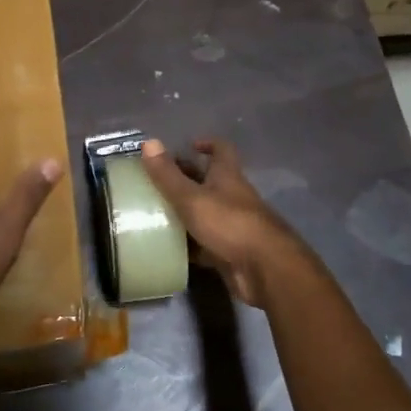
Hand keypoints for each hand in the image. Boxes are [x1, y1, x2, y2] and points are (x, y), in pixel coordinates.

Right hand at [138, 138, 306, 306]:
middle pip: (209, 181)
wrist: (263, 268)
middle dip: (186, 178)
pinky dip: (189, 243)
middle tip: (158, 181)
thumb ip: (168, 175)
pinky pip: (205, 242)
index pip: (222, 150)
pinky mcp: (229, 251)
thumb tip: (148, 142)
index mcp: (227, 176)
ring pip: (206, 212)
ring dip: (185, 212)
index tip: (188, 146)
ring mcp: (232, 225)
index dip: (207, 144)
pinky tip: (168, 246)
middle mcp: (232, 196)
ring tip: (154, 212)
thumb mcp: (192, 197)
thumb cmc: (228, 223)